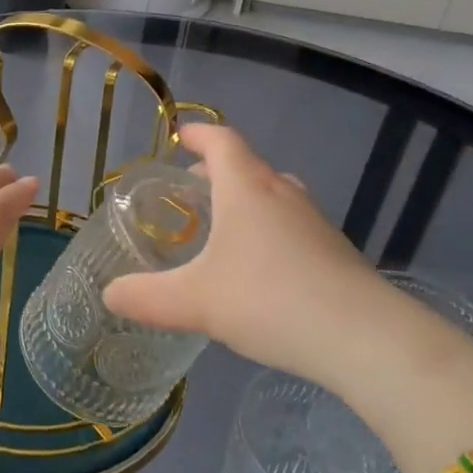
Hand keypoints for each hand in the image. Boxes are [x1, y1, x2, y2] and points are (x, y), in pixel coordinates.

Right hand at [102, 125, 404, 387]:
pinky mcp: (335, 251)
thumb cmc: (269, 300)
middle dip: (219, 170)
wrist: (363, 337)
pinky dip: (270, 229)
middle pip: (249, 166)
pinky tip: (261, 267)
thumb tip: (109, 294)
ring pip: (274, 195)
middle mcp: (283, 194)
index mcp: (246, 189)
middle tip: (193, 186)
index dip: (200, 135)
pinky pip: (293, 225)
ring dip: (247, 199)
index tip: (182, 136)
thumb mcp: (195, 302)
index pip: (223, 142)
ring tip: (224, 225)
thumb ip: (146, 297)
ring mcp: (314, 222)